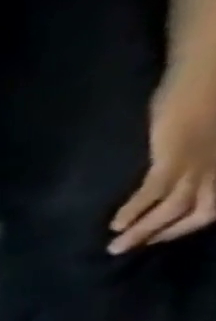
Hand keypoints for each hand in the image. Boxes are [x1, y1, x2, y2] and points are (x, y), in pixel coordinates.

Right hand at [111, 71, 215, 252]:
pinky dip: (136, 210)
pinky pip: (155, 192)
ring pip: (176, 209)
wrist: (211, 71)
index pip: (215, 203)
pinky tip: (115, 222)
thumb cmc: (211, 93)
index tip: (158, 236)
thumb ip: (196, 150)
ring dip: (144, 231)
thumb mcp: (206, 131)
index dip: (188, 224)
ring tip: (117, 245)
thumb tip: (172, 172)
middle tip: (132, 248)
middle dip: (165, 234)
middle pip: (199, 212)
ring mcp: (200, 164)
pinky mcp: (175, 160)